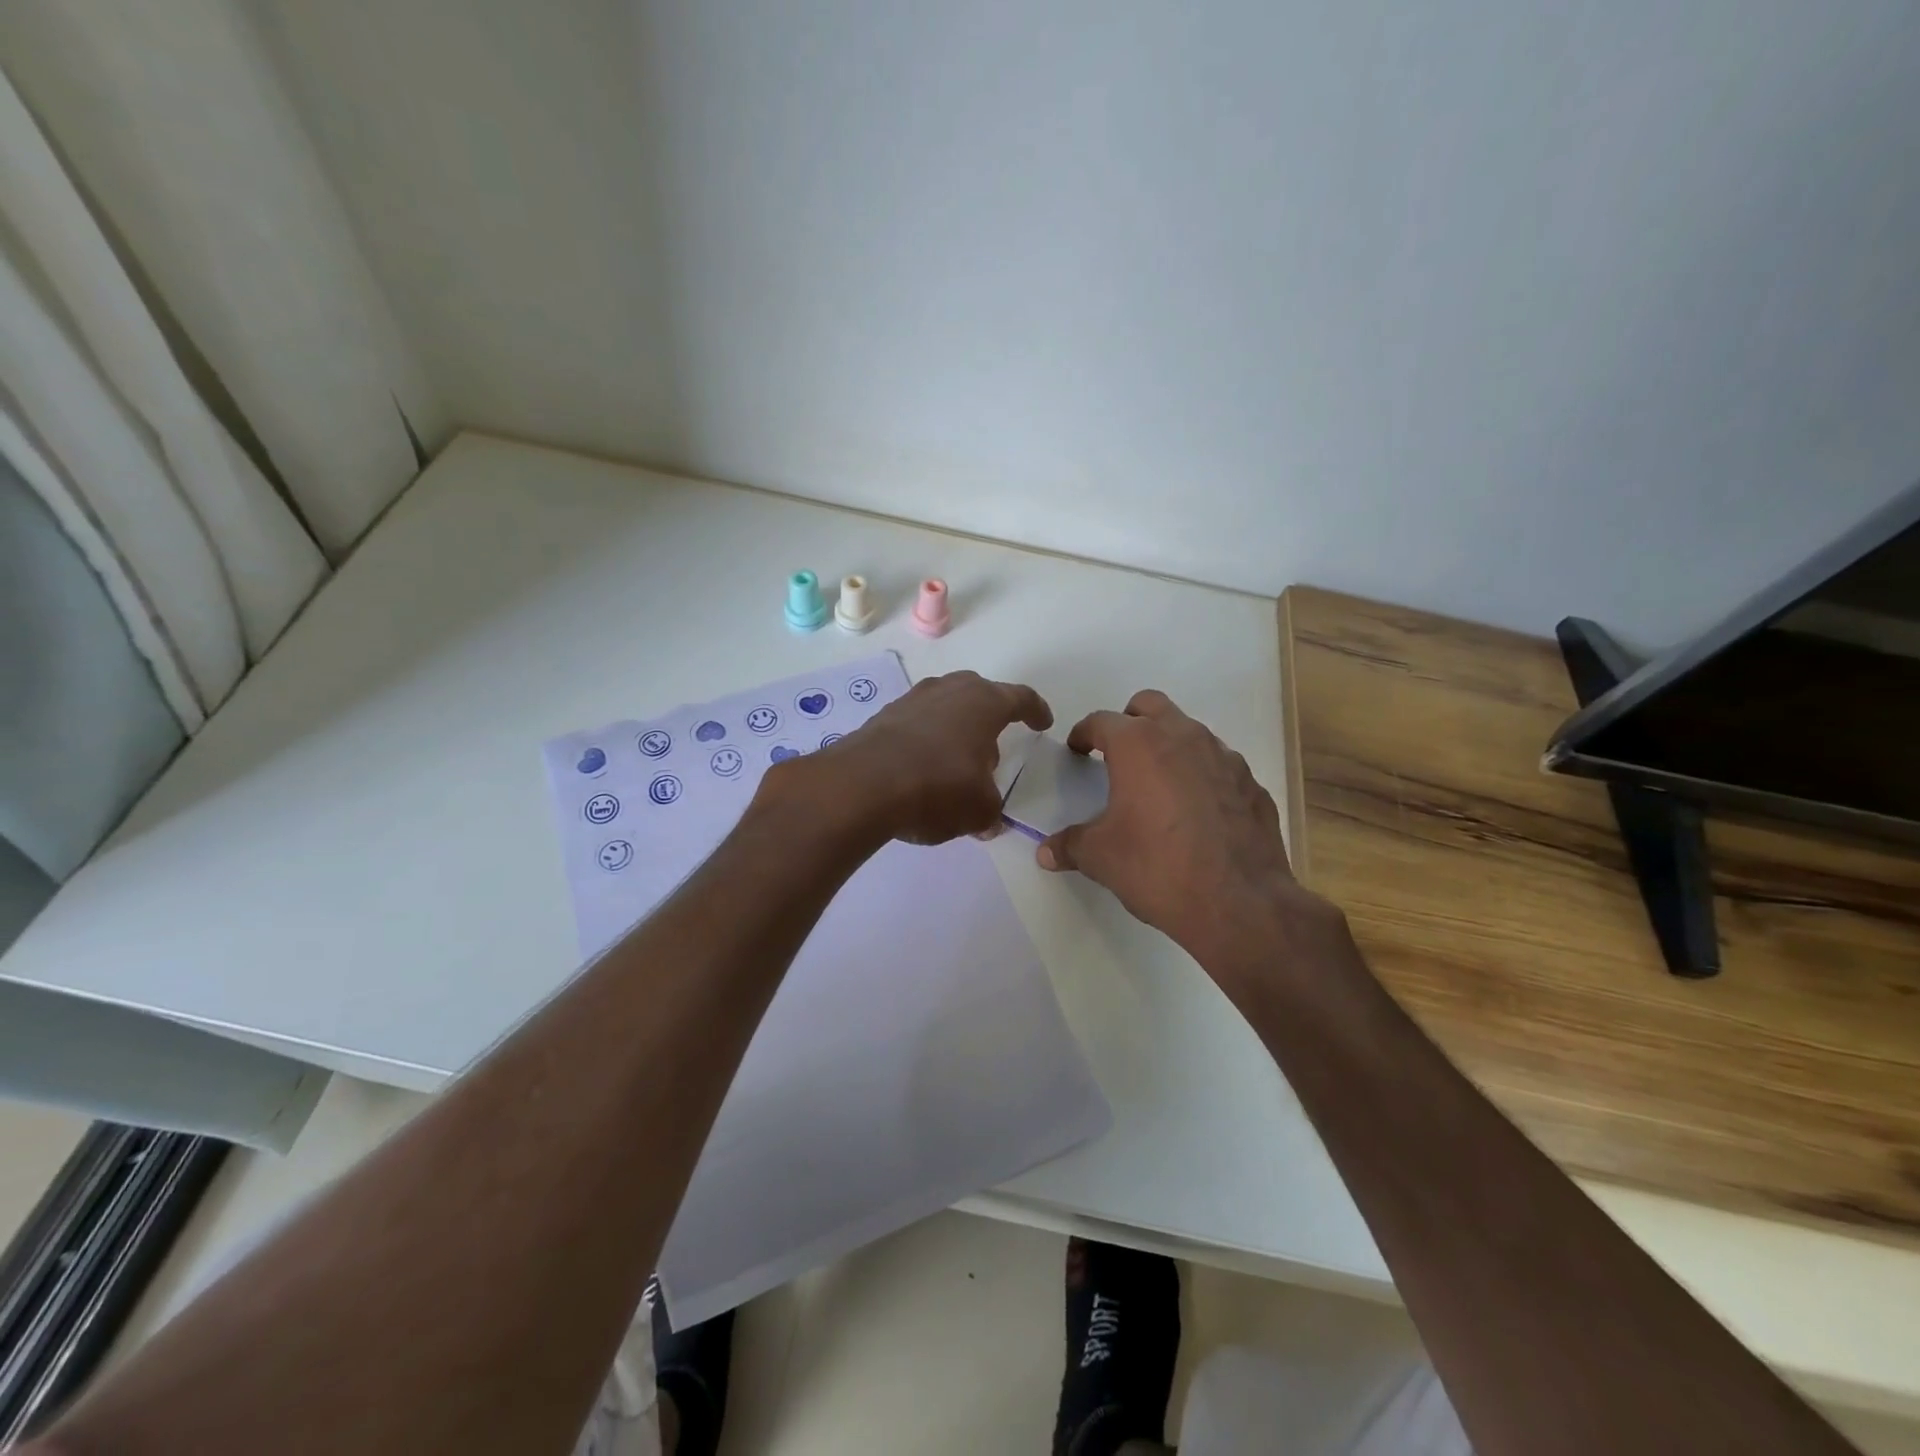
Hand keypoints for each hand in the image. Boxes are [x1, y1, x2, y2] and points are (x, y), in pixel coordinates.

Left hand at [777, 671, 1052, 845]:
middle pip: (978, 695)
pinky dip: (924, 742)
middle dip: (988, 719)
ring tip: (955, 764)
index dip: (1035, 710)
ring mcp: (911, 701)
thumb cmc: (937, 788)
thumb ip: (990, 811)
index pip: (1019, 698)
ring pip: (943, 708)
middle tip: (992, 748)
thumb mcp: (979, 810)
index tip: (1042, 723)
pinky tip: (920, 770)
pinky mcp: (880, 718)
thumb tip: (988, 820)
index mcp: (983, 703)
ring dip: (953, 731)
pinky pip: (914, 725)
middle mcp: (948, 691)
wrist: (861, 786)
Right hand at [1035, 690, 1338, 986]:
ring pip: (1189, 731)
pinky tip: (1197, 812)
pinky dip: (1202, 775)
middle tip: (1118, 755)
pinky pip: (1218, 765)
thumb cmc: (1158, 868)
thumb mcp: (1100, 858)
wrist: (1239, 903)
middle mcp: (1183, 737)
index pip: (1101, 721)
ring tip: (1158, 786)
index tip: (1078, 750)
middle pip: (1150, 706)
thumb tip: (1046, 852)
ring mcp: (1224, 757)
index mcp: (1139, 745)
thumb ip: (1070, 845)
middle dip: (1130, 722)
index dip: (1084, 734)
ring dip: (1169, 746)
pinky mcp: (1251, 783)